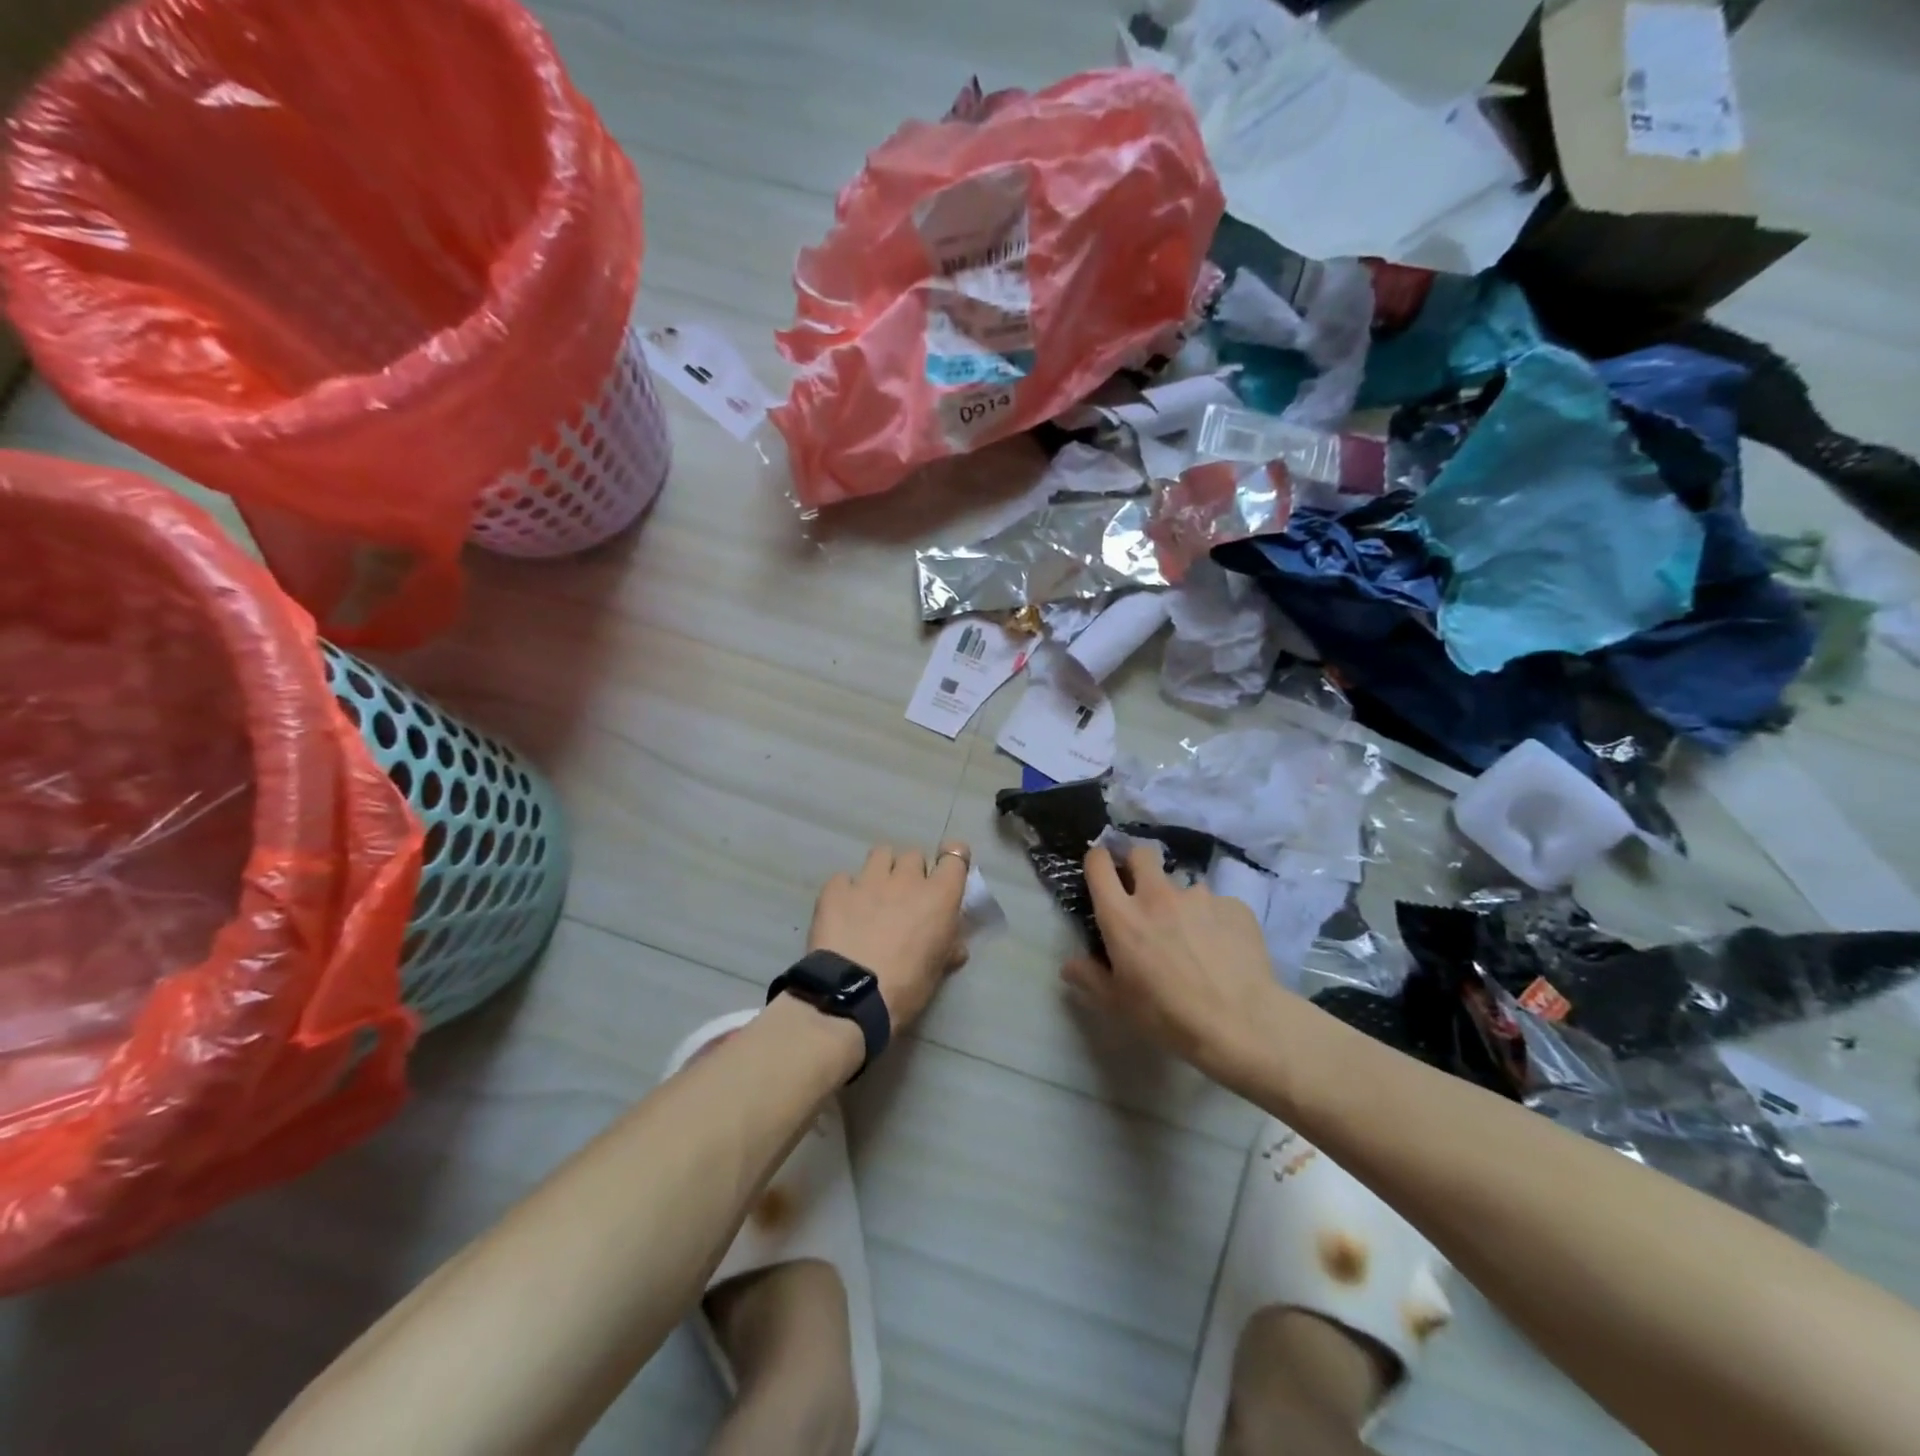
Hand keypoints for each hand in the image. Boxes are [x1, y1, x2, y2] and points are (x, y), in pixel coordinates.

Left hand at [808, 841, 970, 1030]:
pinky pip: (844, 878)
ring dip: (882, 870)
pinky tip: (843, 912)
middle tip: (906, 897)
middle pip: (914, 855)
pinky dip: (846, 890)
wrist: (851, 996)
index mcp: (939, 896)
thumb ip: (948, 949)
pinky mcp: (835, 889)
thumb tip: (955, 947)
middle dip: (912, 871)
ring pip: (881, 854)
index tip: (945, 871)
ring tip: (874, 895)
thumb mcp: (937, 971)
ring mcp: (868, 880)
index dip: (952, 858)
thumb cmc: (906, 987)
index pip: (955, 855)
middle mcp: (906, 878)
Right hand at [1061, 844, 1278, 1080]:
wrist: (1240, 1023)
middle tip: (1142, 892)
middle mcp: (1157, 895)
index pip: (1099, 864)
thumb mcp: (1118, 1004)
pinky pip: (1218, 905)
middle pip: (1141, 854)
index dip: (1098, 861)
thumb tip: (1070, 965)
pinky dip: (1214, 920)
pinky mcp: (1233, 906)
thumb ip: (1089, 978)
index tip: (1101, 872)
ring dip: (1181, 902)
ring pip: (1183, 884)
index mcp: (1122, 915)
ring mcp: (1199, 897)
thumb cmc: (1167, 1015)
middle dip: (1137, 864)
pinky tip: (1223, 949)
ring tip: (1192, 936)